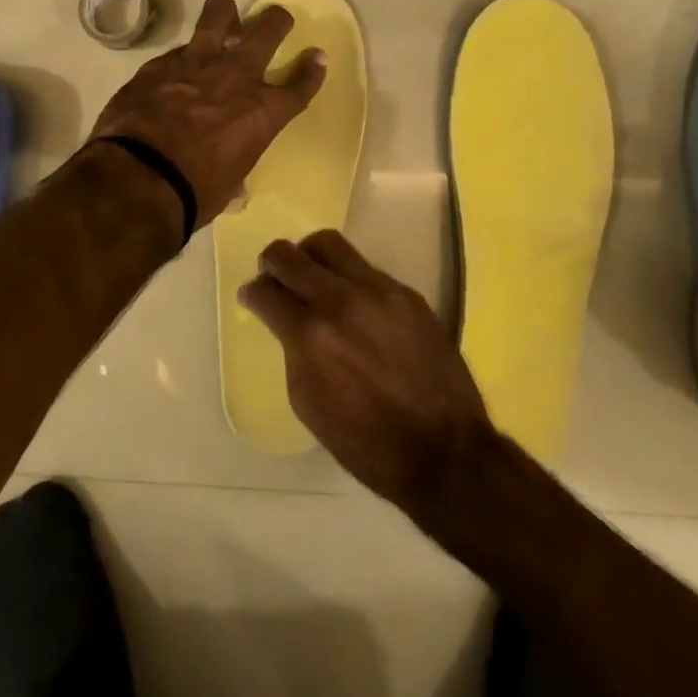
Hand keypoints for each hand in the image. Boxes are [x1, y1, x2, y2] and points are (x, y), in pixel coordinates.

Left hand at [87, 0, 325, 225]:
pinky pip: (178, 49)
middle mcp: (236, 76)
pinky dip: (182, 58)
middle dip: (276, 21)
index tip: (315, 57)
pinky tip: (174, 71)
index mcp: (263, 111)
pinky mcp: (159, 64)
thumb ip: (234, 174)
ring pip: (219, 13)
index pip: (299, 85)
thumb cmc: (194, 191)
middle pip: (268, 29)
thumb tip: (233, 189)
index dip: (311, 70)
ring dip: (226, 14)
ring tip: (224, 21)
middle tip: (274, 21)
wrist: (140, 176)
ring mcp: (195, 63)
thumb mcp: (226, 187)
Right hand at [239, 230, 493, 515]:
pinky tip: (353, 303)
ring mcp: (379, 292)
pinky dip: (347, 277)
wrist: (445, 451)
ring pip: (329, 245)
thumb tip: (286, 322)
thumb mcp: (308, 402)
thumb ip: (291, 350)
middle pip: (290, 255)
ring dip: (309, 256)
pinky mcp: (407, 294)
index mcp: (311, 335)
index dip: (252, 294)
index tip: (253, 298)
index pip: (266, 291)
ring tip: (311, 276)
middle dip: (272, 263)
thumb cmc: (366, 442)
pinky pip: (365, 268)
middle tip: (273, 276)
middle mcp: (341, 301)